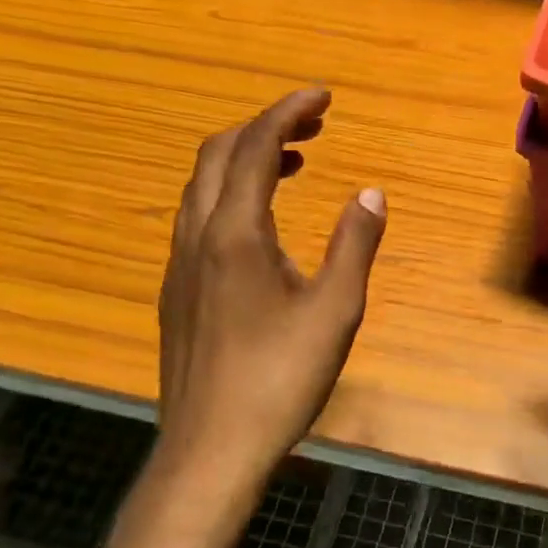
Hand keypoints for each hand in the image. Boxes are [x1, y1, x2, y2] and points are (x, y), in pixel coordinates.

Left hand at [154, 88, 385, 480]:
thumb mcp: (335, 312)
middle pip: (218, 155)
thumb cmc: (279, 380)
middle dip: (265, 126)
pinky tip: (263, 224)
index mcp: (235, 234)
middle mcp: (197, 237)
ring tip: (295, 162)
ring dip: (245, 159)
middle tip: (314, 124)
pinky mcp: (176, 292)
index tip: (323, 96)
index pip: (256, 148)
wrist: (209, 451)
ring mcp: (179, 266)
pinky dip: (231, 194)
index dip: (289, 112)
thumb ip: (354, 245)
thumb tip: (371, 192)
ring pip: (202, 186)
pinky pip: (199, 216)